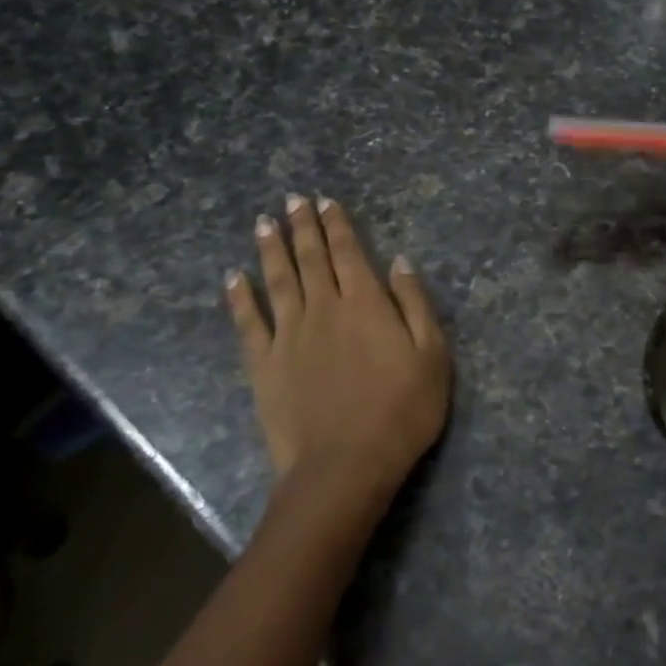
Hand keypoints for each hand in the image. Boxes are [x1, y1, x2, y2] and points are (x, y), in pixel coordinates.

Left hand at [227, 195, 450, 510]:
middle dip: (303, 226)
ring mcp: (289, 336)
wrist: (345, 465)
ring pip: (277, 281)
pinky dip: (239, 298)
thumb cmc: (402, 411)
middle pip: (311, 259)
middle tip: (292, 199)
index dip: (337, 225)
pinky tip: (232, 278)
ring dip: (271, 250)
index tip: (325, 201)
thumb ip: (415, 304)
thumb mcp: (432, 356)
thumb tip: (400, 261)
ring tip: (264, 223)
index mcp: (366, 304)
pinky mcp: (263, 365)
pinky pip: (248, 323)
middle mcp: (324, 309)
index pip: (349, 253)